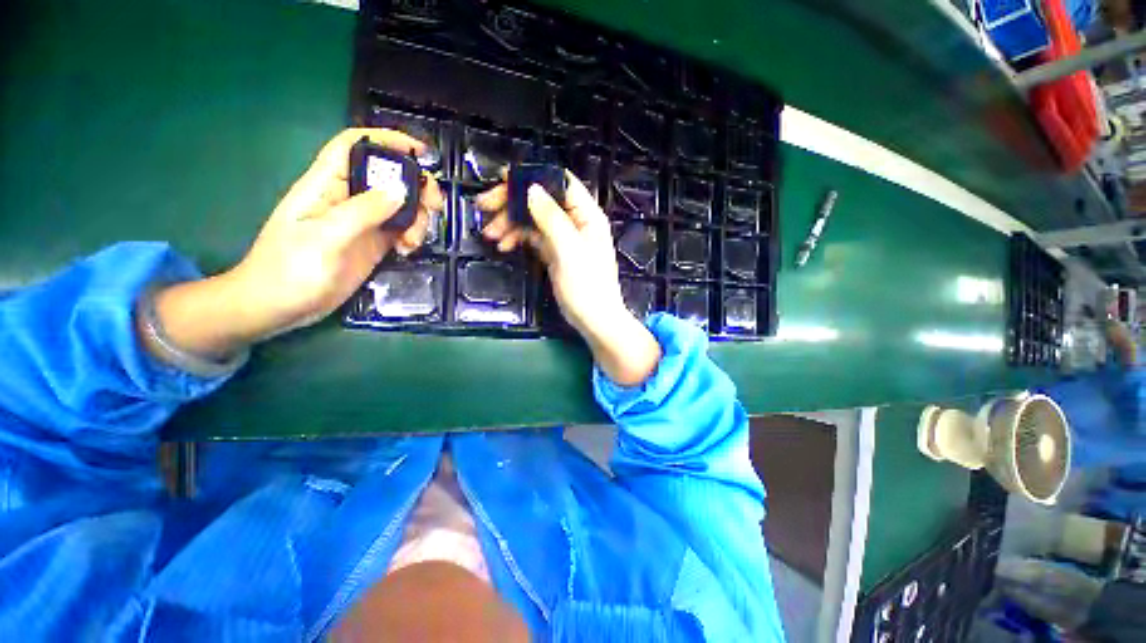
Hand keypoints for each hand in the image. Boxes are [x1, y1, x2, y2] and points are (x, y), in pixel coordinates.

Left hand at [147, 128, 442, 360]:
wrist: (279, 306)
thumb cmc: (290, 269)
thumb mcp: (326, 237)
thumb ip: (363, 212)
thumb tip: (401, 191)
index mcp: (327, 184)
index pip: (356, 146)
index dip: (386, 140)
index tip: (420, 152)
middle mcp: (349, 198)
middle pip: (389, 177)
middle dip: (416, 186)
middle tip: (434, 206)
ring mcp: (364, 222)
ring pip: (402, 205)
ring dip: (418, 218)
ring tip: (414, 241)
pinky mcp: (374, 243)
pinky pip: (402, 229)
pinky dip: (412, 236)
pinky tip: (408, 251)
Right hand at [476, 173, 660, 385]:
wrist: (594, 320)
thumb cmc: (587, 286)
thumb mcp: (569, 250)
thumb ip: (551, 218)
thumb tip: (531, 188)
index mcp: (586, 215)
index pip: (559, 183)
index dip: (532, 177)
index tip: (502, 178)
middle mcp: (575, 222)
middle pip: (541, 200)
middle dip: (512, 202)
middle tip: (483, 206)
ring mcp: (564, 238)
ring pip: (533, 219)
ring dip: (510, 223)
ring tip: (489, 234)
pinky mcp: (555, 253)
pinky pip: (533, 238)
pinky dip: (518, 238)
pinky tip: (503, 246)